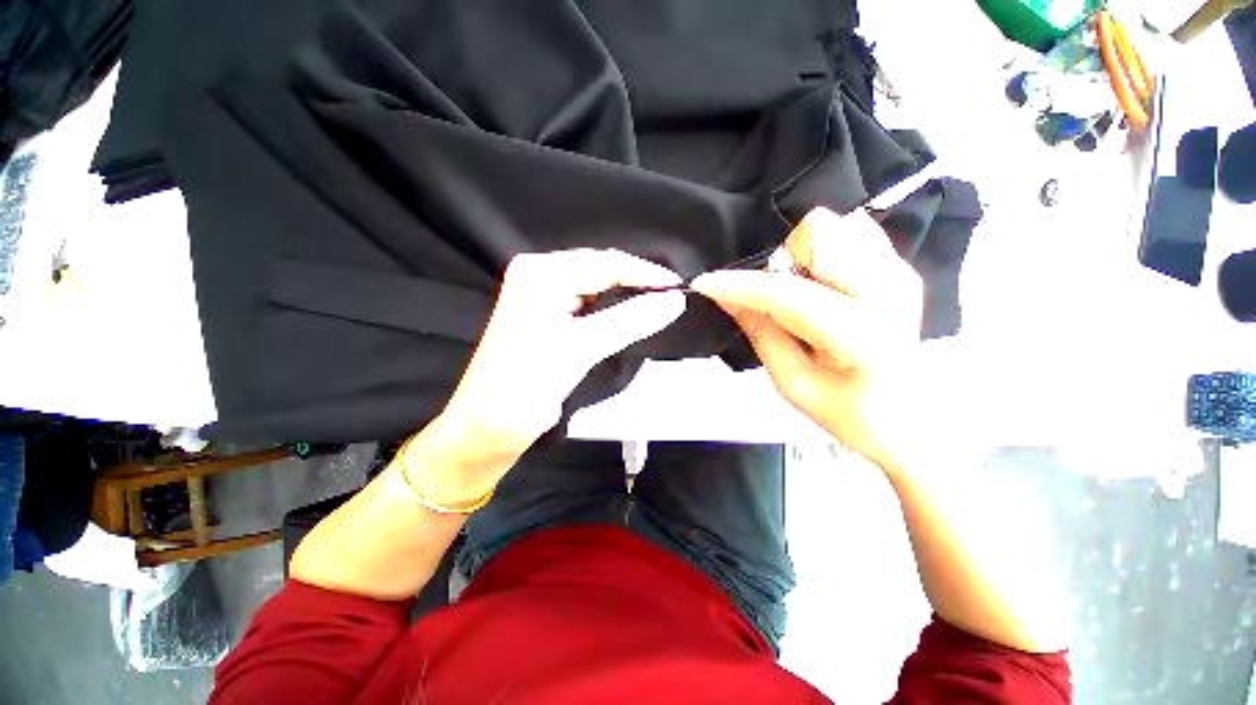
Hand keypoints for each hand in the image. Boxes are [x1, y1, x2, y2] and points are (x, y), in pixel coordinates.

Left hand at [407, 249, 685, 504]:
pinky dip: (613, 310)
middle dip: (637, 282)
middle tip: (673, 296)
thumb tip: (674, 300)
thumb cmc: (527, 384)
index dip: (644, 273)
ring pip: (597, 287)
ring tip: (660, 303)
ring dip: (627, 296)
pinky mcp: (550, 317)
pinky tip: (633, 314)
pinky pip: (590, 305)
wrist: (490, 426)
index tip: (679, 286)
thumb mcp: (581, 348)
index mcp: (540, 274)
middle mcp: (540, 277)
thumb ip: (630, 321)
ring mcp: (545, 297)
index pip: (604, 263)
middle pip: (600, 270)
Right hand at [691, 208, 921, 470]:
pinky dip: (824, 253)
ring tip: (806, 295)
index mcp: (860, 334)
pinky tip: (826, 287)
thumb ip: (759, 331)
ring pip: (834, 226)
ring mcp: (900, 272)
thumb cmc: (847, 411)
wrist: (910, 418)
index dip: (741, 285)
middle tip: (782, 301)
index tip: (706, 282)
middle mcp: (888, 290)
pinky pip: (851, 232)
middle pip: (819, 233)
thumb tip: (723, 295)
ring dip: (804, 257)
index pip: (787, 294)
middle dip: (785, 262)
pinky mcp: (901, 266)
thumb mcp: (791, 381)